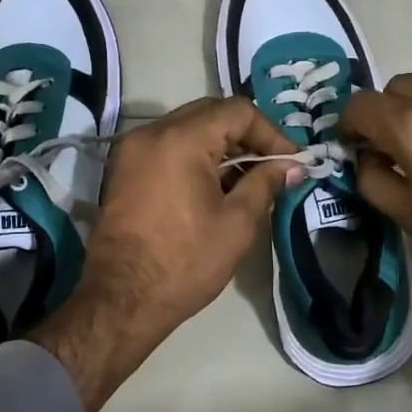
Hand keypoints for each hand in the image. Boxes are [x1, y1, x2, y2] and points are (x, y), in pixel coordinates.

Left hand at [32, 98, 299, 411]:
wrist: (121, 300)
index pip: (237, 111)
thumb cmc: (185, 262)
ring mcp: (132, 150)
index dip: (270, 133)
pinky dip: (196, 156)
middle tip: (272, 166)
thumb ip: (266, 183)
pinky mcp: (124, 170)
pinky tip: (215, 185)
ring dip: (221, 146)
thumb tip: (290, 166)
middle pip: (210, 113)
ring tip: (247, 179)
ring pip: (188, 128)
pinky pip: (168, 146)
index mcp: (181, 139)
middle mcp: (152, 132)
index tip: (289, 161)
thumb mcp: (237, 223)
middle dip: (246, 136)